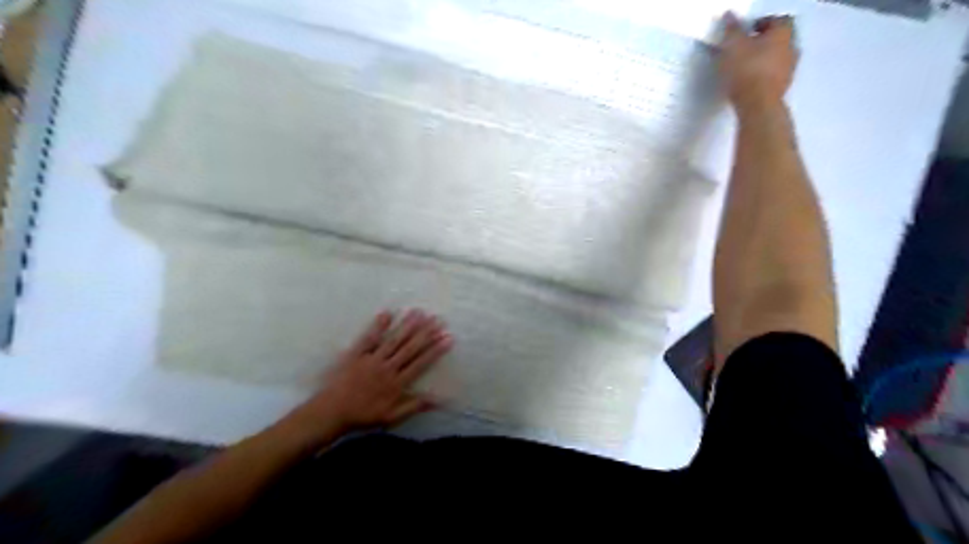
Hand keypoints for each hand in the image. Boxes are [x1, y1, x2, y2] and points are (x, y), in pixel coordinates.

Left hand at [288, 310, 451, 437]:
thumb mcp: (392, 417)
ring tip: (419, 312)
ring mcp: (372, 359)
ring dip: (407, 326)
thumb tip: (439, 400)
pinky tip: (388, 313)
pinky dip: (379, 325)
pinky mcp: (356, 354)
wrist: (332, 412)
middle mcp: (387, 368)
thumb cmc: (363, 416)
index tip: (448, 338)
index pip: (420, 363)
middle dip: (425, 333)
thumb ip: (414, 406)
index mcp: (397, 383)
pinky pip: (369, 338)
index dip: (435, 350)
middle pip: (410, 348)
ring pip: (393, 340)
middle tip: (438, 319)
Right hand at [714, 11, 797, 111]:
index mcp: (783, 33)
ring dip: (765, 60)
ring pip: (778, 58)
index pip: (780, 19)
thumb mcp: (733, 46)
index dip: (764, 23)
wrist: (757, 105)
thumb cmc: (746, 69)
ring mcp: (789, 70)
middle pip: (780, 39)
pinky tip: (748, 82)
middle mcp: (792, 48)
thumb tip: (730, 14)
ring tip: (745, 67)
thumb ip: (732, 29)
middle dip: (765, 42)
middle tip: (746, 48)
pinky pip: (774, 76)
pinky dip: (764, 76)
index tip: (748, 31)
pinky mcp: (782, 89)